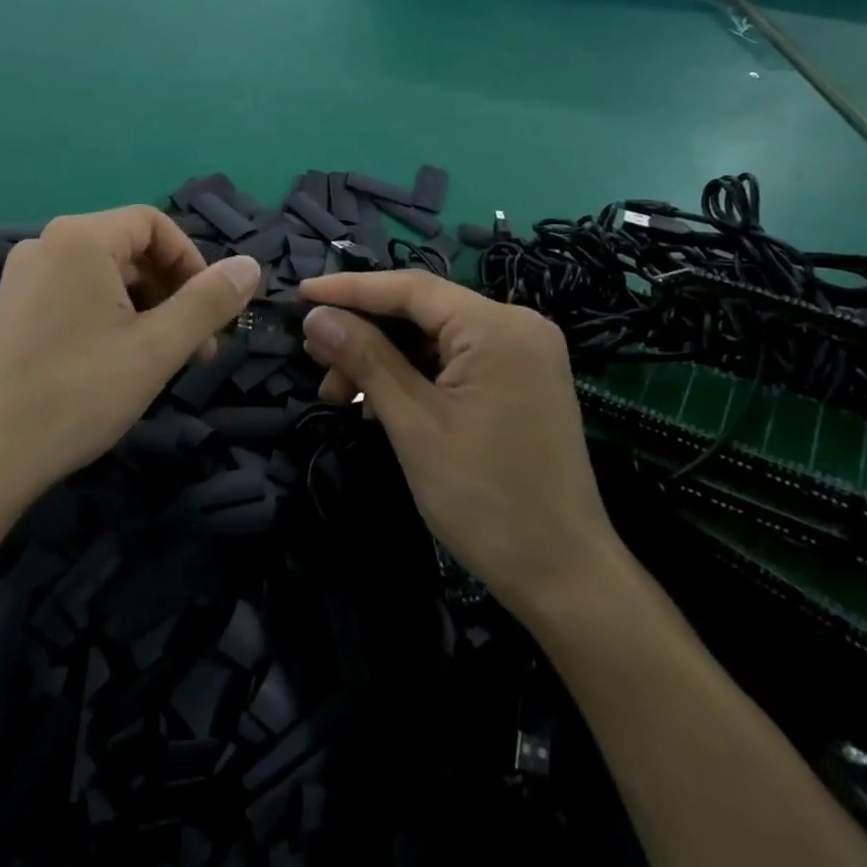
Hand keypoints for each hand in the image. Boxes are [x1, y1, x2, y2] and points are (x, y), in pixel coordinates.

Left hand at [0, 207, 258, 499]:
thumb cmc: (77, 393)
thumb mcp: (156, 348)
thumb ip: (208, 302)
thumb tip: (250, 265)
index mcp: (80, 238)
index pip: (153, 223)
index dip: (192, 261)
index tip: (211, 311)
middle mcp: (46, 244)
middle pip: (127, 249)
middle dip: (170, 291)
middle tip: (194, 348)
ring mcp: (21, 278)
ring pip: (101, 277)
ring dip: (142, 309)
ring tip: (158, 362)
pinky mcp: (8, 311)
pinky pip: (73, 296)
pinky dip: (107, 318)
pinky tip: (113, 365)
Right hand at [297, 271, 615, 607]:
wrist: (565, 578)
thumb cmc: (485, 499)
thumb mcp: (413, 423)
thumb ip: (364, 358)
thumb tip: (316, 316)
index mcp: (497, 326)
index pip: (410, 288)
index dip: (350, 288)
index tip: (301, 294)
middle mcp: (516, 326)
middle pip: (421, 311)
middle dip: (363, 333)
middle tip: (313, 355)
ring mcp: (522, 354)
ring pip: (433, 338)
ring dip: (382, 359)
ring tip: (337, 391)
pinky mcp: (519, 381)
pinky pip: (453, 361)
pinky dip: (412, 376)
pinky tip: (376, 404)